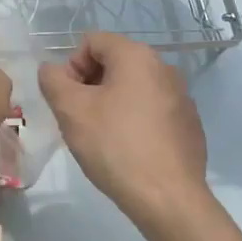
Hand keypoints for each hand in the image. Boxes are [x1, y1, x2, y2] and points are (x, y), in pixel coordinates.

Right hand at [39, 32, 208, 230]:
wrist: (168, 198)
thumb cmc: (114, 145)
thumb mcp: (70, 109)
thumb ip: (52, 79)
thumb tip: (53, 71)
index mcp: (137, 56)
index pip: (92, 42)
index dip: (71, 66)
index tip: (68, 99)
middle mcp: (165, 68)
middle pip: (113, 63)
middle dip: (90, 86)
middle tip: (79, 119)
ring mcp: (182, 98)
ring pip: (132, 89)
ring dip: (111, 104)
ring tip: (102, 138)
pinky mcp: (189, 126)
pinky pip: (151, 111)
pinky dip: (134, 122)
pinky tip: (127, 151)